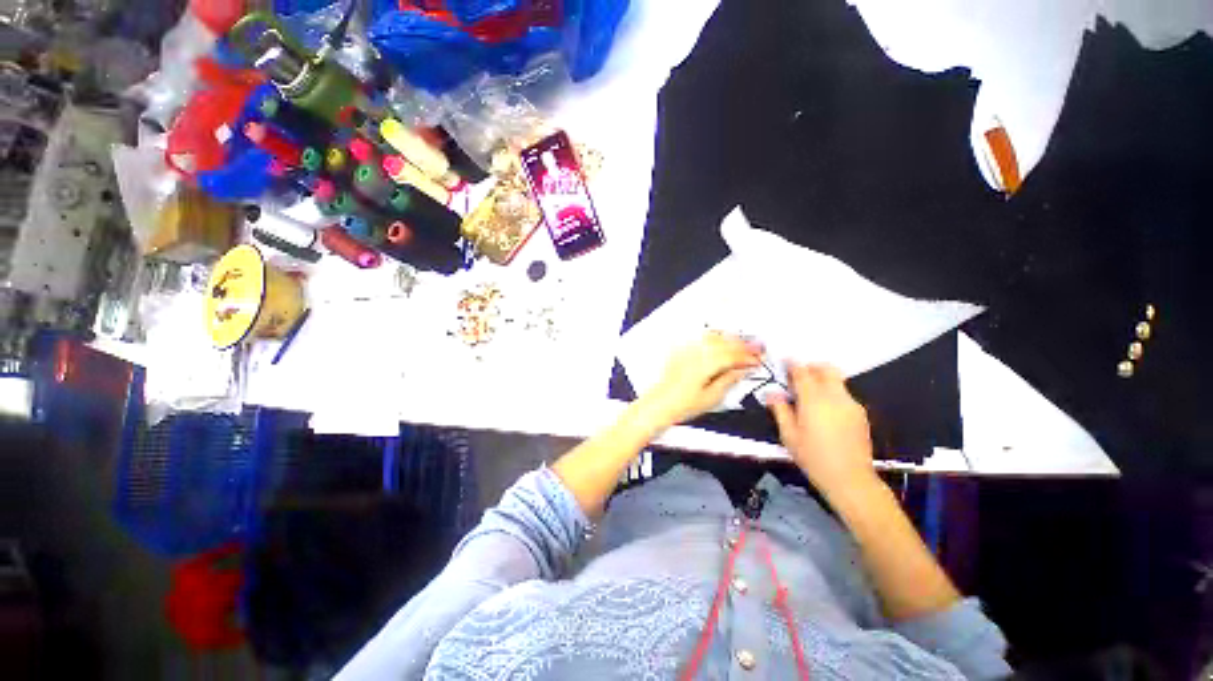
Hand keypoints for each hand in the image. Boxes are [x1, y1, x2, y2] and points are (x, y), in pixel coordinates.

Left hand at [639, 333, 763, 426]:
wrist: (659, 404)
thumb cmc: (683, 405)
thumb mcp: (711, 397)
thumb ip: (728, 380)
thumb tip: (742, 371)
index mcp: (705, 365)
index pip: (732, 356)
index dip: (747, 357)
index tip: (758, 360)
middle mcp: (695, 353)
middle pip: (723, 342)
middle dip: (741, 344)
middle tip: (756, 348)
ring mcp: (686, 350)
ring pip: (712, 337)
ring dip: (728, 339)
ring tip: (741, 343)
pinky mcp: (680, 351)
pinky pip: (700, 338)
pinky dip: (713, 338)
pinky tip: (719, 341)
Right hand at [766, 363, 877, 494]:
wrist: (850, 478)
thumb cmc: (813, 457)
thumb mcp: (788, 435)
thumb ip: (780, 410)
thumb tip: (772, 394)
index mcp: (813, 399)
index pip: (802, 372)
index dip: (792, 364)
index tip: (785, 362)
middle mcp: (834, 396)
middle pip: (826, 369)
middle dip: (811, 368)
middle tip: (798, 377)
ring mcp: (851, 404)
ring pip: (837, 381)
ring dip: (822, 380)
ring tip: (810, 395)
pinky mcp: (860, 414)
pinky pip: (844, 394)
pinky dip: (833, 393)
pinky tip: (825, 411)